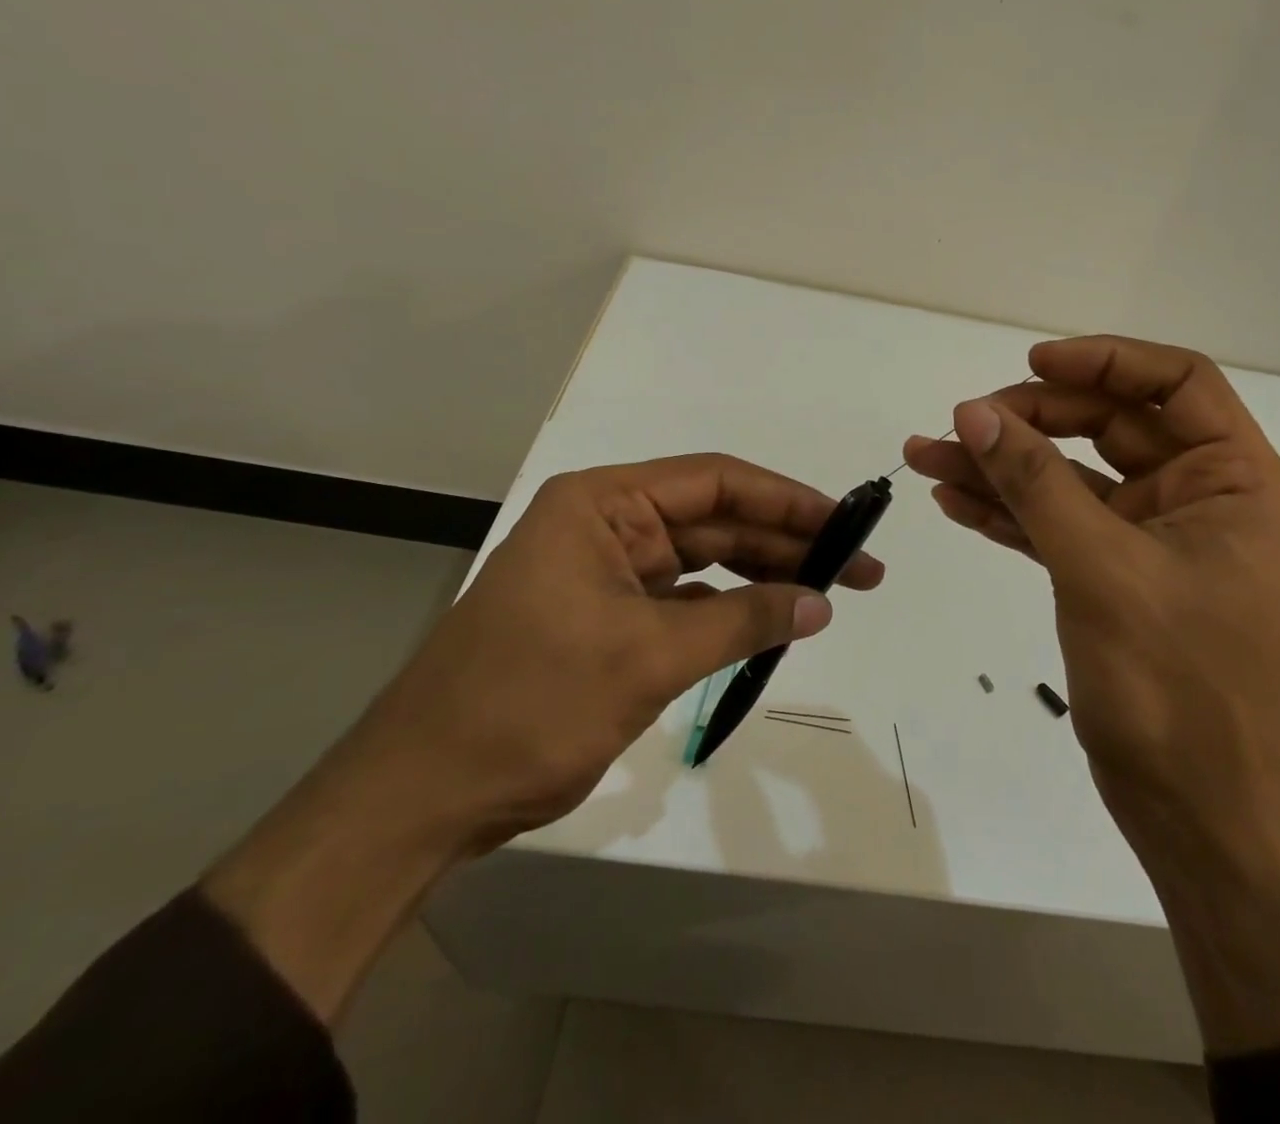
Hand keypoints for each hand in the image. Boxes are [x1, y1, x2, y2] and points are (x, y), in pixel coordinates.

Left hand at [204, 453, 882, 1020]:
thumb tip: (822, 603)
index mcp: (601, 505)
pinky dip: (729, 611)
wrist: (419, 797)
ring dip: (763, 577)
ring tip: (831, 595)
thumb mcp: (647, 657)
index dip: (786, 499)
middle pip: (715, 520)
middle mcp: (605, 525)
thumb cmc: (528, 705)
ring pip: (704, 562)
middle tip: (860, 568)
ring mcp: (605, 573)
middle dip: (786, 542)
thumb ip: (742, 621)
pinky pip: (685, 601)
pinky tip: (773, 623)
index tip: (845, 522)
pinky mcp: (606, 619)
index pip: (714, 482)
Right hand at [903, 336, 1279, 841]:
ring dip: (1002, 467)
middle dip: (1030, 421)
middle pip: (1108, 426)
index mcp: (1232, 483)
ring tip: (927, 455)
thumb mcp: (1100, 568)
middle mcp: (1197, 499)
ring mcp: (1151, 539)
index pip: (1177, 384)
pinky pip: (1056, 524)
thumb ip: (1035, 483)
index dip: (1106, 361)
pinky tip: (953, 501)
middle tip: (961, 425)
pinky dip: (1008, 512)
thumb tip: (974, 413)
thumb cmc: (1174, 686)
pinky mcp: (1113, 575)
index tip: (1032, 363)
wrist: (1192, 813)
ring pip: (1070, 477)